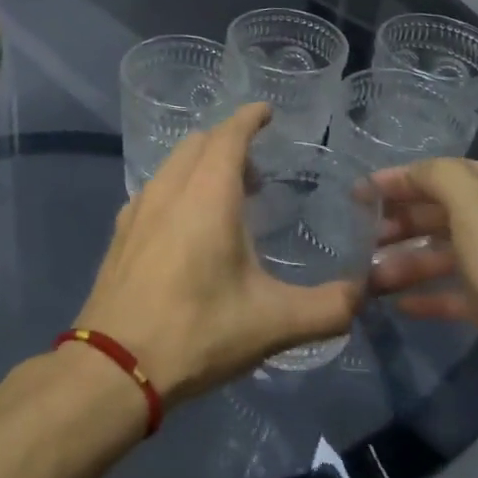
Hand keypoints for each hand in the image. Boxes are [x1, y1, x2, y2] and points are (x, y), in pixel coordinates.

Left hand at [74, 104, 363, 405]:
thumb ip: (328, 307)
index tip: (266, 113)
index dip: (249, 118)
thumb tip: (362, 295)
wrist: (115, 364)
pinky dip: (177, 189)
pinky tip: (187, 230)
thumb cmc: (198, 332)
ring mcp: (138, 209)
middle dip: (229, 144)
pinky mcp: (121, 233)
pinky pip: (154, 191)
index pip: (229, 134)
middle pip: (198, 143)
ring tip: (226, 203)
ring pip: (172, 166)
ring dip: (201, 167)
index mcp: (207, 193)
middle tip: (257, 175)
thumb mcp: (274, 323)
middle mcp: (169, 188)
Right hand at [367, 158, 477, 467]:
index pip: (447, 172)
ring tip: (372, 280)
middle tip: (361, 240)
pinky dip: (436, 296)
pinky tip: (404, 307)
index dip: (400, 180)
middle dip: (403, 223)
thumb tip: (415, 174)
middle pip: (451, 212)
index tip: (356, 196)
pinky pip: (470, 293)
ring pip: (457, 254)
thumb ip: (441, 179)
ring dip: (412, 262)